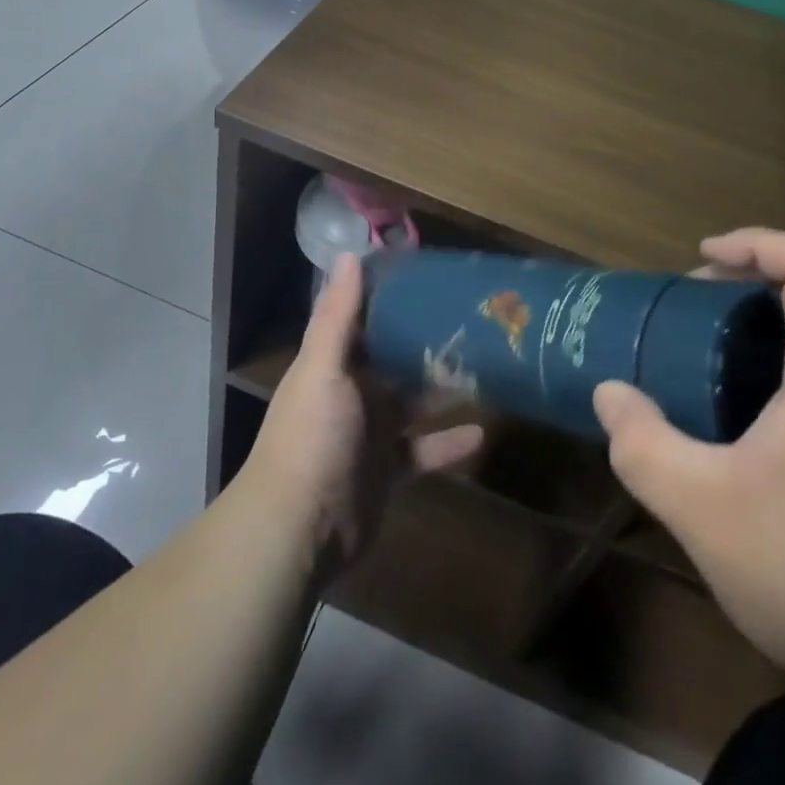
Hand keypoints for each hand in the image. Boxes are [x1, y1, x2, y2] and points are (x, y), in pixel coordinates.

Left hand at [244, 254, 483, 579]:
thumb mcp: (323, 369)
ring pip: (414, 400)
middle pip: (394, 357)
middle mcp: (352, 391)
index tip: (428, 272)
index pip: (363, 318)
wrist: (298, 530)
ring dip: (443, 387)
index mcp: (333, 362)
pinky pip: (425, 449)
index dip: (390, 295)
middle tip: (472, 318)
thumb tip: (348, 254)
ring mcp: (371, 432)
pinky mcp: (388, 469)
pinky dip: (449, 442)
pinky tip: (483, 432)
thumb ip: (338, 316)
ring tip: (487, 366)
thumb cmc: (312, 438)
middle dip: (426, 340)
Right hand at [593, 228, 784, 690]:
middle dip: (746, 290)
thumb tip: (609, 395)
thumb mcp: (703, 509)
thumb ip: (644, 445)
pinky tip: (743, 435)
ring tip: (704, 368)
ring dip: (761, 336)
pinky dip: (779, 379)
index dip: (757, 242)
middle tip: (688, 314)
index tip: (702, 257)